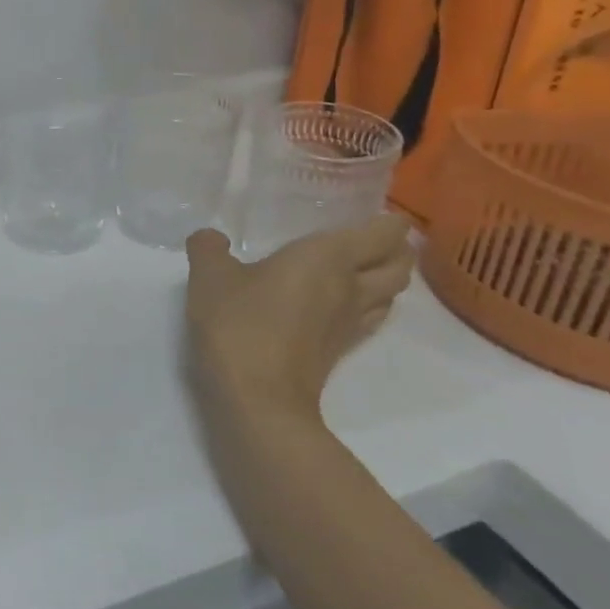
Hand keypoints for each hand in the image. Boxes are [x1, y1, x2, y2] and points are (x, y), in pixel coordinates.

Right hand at [184, 218, 414, 432]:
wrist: (257, 398)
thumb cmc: (239, 324)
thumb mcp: (209, 277)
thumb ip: (209, 249)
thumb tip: (210, 238)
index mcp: (328, 257)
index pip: (384, 232)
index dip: (389, 220)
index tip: (373, 210)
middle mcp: (351, 286)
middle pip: (400, 264)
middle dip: (396, 248)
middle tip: (371, 237)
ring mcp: (350, 323)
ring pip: (391, 294)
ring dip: (385, 279)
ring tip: (360, 268)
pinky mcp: (339, 351)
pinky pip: (368, 318)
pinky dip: (366, 305)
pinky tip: (336, 304)